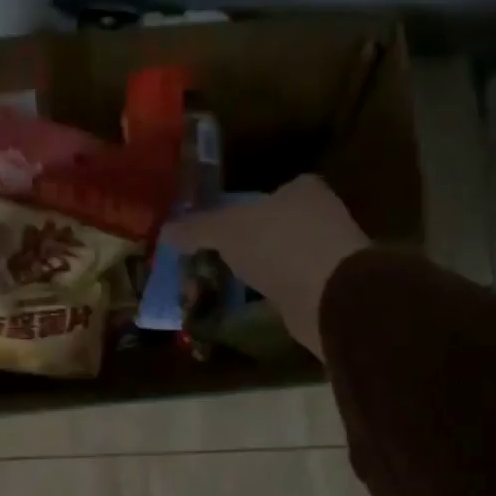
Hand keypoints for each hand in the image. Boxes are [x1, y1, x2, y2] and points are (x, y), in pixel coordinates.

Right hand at [161, 175, 368, 358]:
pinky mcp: (328, 290)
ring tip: (222, 287)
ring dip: (255, 272)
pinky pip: (287, 288)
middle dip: (244, 245)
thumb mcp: (226, 230)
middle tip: (211, 261)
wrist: (330, 297)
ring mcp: (327, 254)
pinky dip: (268, 296)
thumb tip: (164, 231)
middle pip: (271, 227)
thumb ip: (196, 228)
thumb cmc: (279, 245)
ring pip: (279, 259)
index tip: (215, 231)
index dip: (239, 209)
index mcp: (302, 190)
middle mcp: (320, 216)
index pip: (267, 193)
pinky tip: (247, 306)